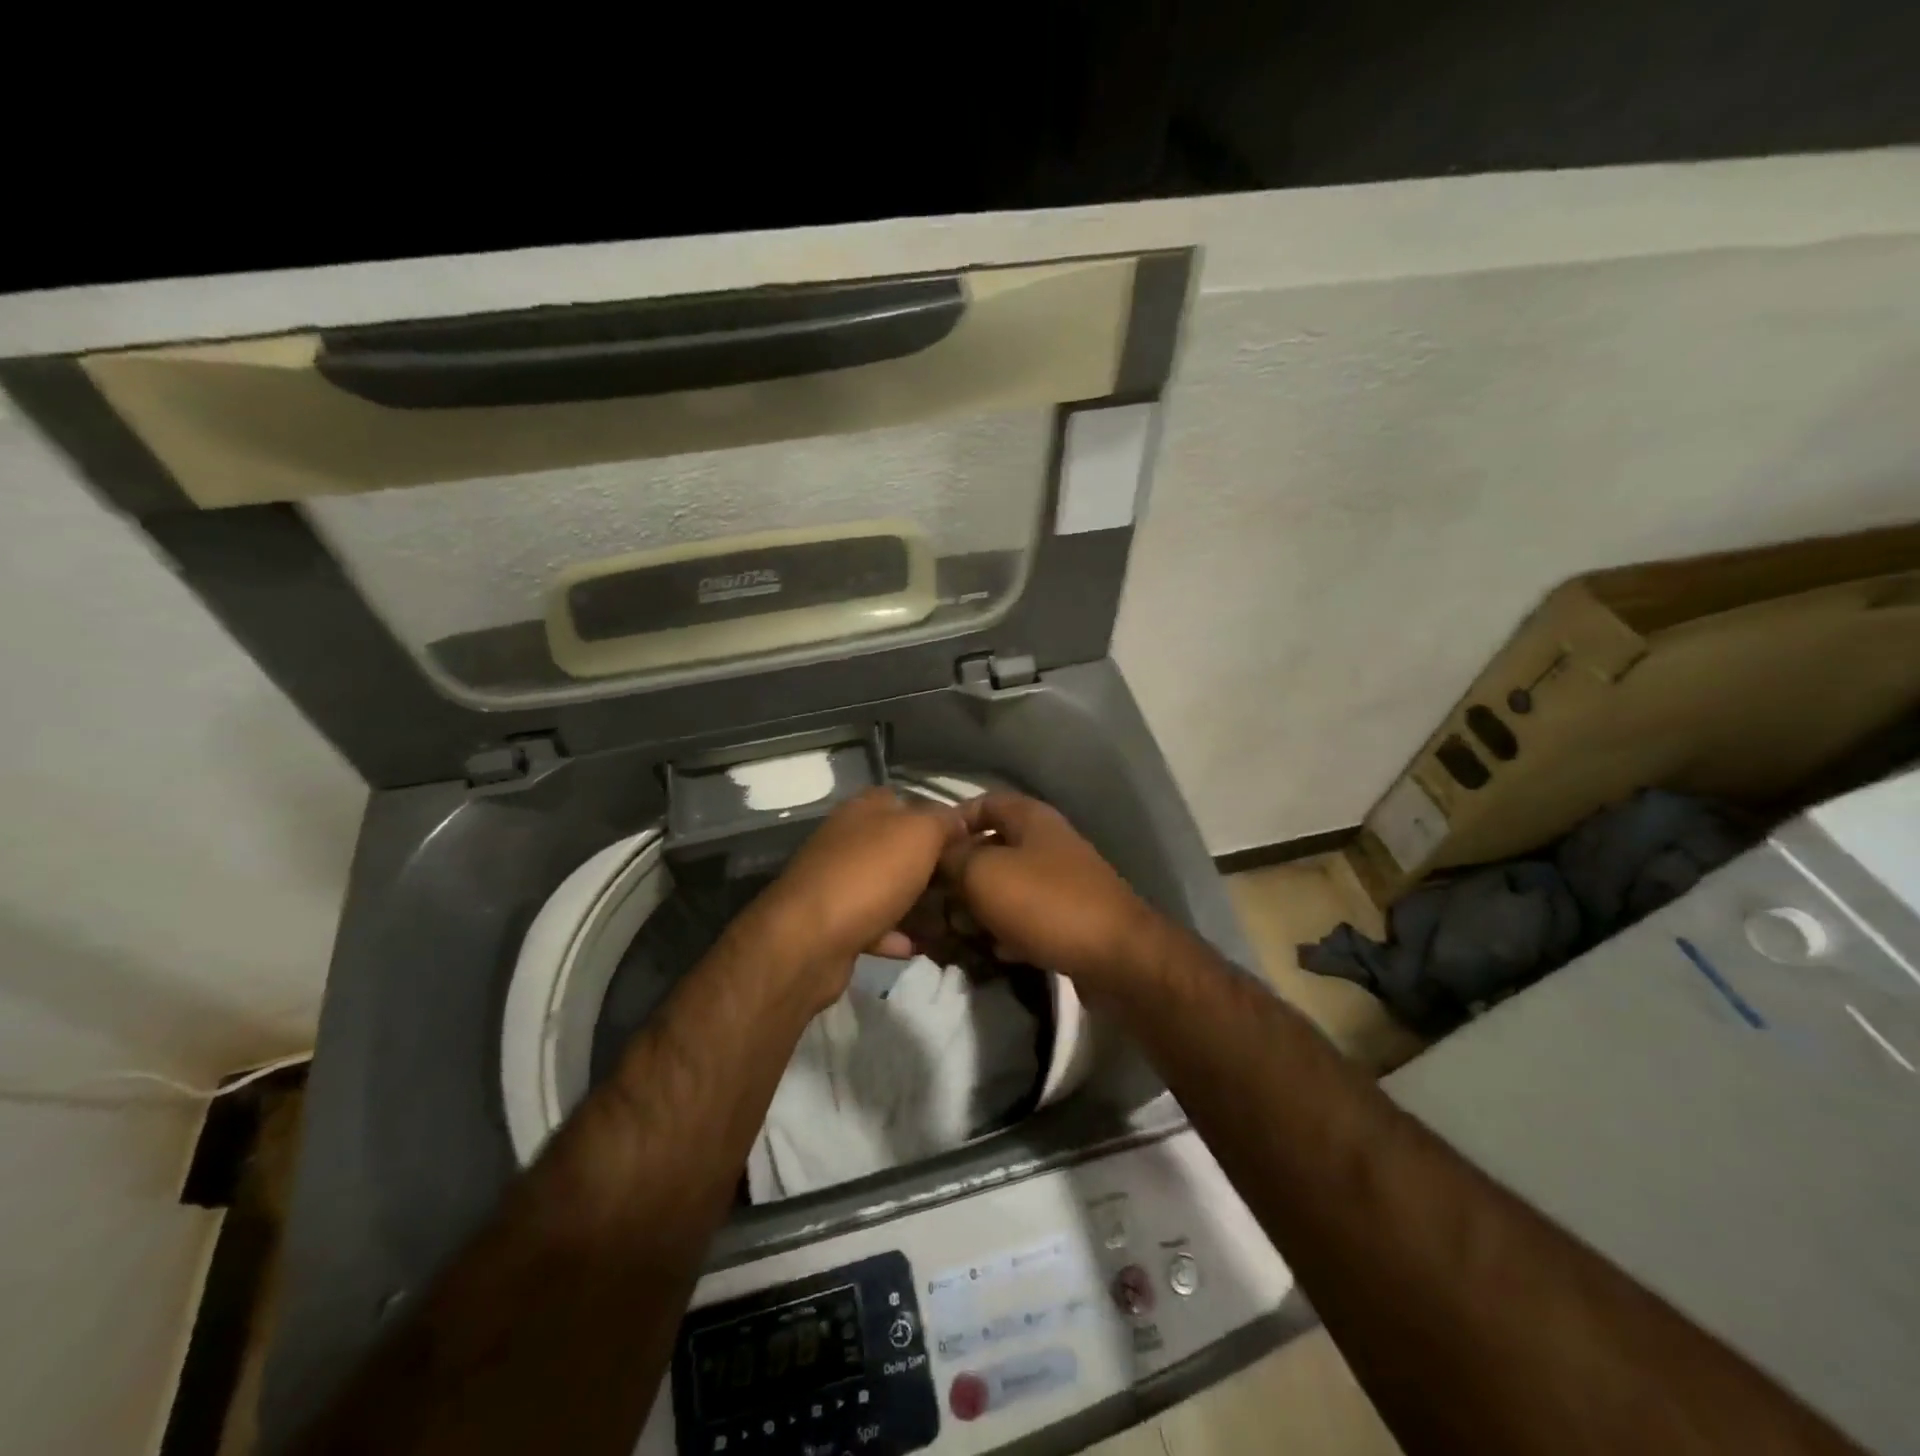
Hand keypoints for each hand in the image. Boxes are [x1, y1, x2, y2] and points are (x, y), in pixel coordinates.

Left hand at [731, 789, 962, 1007]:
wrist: (809, 941)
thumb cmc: (869, 875)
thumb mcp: (919, 833)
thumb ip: (943, 821)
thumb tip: (960, 820)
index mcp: (865, 809)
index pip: (909, 801)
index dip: (941, 819)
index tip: (972, 842)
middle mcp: (848, 840)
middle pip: (900, 847)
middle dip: (934, 866)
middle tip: (968, 885)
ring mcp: (838, 882)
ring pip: (889, 887)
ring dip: (918, 904)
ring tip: (952, 920)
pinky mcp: (834, 923)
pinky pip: (875, 924)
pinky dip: (897, 934)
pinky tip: (919, 946)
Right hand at [939, 792, 1160, 986]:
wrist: (1117, 959)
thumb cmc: (1045, 903)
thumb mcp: (984, 874)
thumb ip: (951, 859)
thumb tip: (934, 856)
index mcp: (1031, 818)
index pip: (982, 803)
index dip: (951, 822)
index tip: (923, 851)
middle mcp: (1047, 843)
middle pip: (991, 848)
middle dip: (959, 874)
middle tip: (932, 902)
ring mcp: (1060, 882)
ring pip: (1005, 887)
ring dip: (978, 908)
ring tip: (955, 932)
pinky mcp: (1067, 920)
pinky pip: (1024, 919)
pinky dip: (1004, 932)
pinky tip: (990, 952)